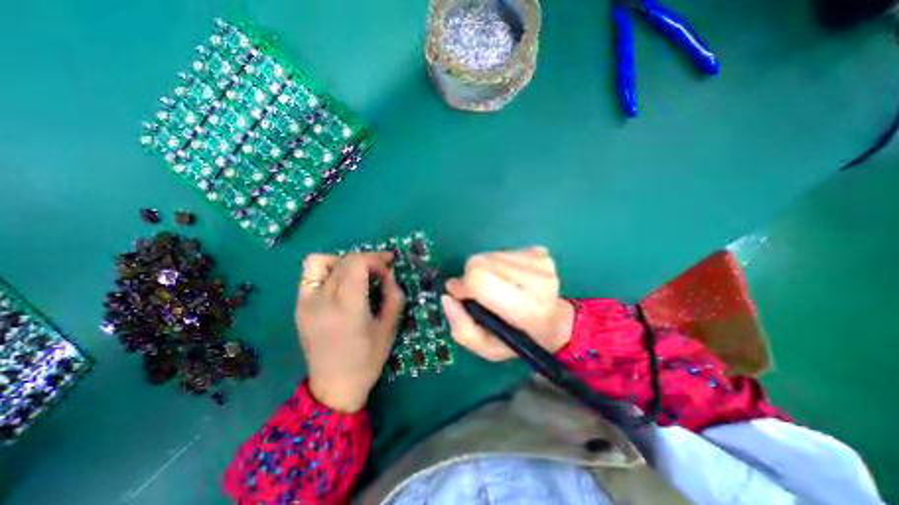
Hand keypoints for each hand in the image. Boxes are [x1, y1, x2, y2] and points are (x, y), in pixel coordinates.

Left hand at [297, 252, 405, 413]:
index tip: (388, 268)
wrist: (334, 387)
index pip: (356, 263)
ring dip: (343, 261)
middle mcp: (321, 300)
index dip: (375, 259)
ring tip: (358, 274)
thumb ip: (393, 295)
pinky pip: (310, 275)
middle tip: (380, 270)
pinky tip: (341, 283)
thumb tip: (389, 274)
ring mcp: (305, 302)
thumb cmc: (367, 359)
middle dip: (366, 259)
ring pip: (320, 261)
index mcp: (346, 307)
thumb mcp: (389, 327)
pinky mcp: (299, 307)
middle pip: (343, 260)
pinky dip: (328, 270)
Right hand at [441, 247, 574, 361]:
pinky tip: (507, 278)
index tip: (459, 294)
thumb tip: (447, 297)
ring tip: (496, 287)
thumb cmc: (521, 339)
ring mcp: (540, 262)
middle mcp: (537, 280)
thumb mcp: (488, 349)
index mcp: (527, 309)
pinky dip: (495, 264)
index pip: (480, 281)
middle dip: (470, 277)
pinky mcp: (539, 251)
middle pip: (480, 263)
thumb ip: (462, 329)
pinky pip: (500, 251)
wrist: (556, 321)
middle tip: (478, 294)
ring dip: (483, 270)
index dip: (462, 285)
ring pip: (488, 255)